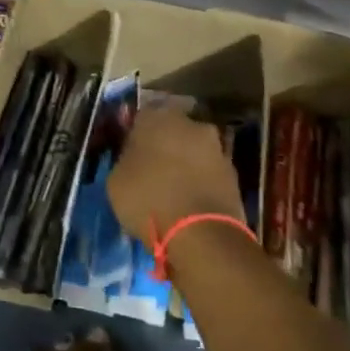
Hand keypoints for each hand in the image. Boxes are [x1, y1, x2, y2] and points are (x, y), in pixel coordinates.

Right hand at [107, 105, 243, 243]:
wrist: (201, 233)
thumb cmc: (148, 200)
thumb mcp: (116, 180)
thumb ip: (125, 159)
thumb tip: (133, 155)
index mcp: (156, 117)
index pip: (141, 117)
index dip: (135, 136)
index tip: (130, 155)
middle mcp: (190, 123)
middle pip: (172, 130)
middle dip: (164, 145)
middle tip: (153, 170)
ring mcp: (216, 146)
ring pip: (194, 149)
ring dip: (186, 162)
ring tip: (174, 189)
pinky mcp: (234, 172)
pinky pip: (209, 171)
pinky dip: (201, 180)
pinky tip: (191, 201)